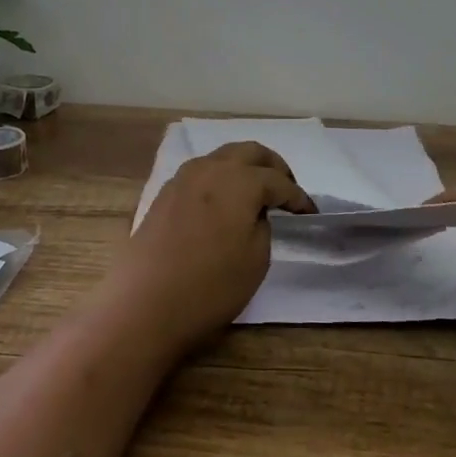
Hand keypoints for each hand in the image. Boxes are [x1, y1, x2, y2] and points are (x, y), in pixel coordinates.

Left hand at [108, 142, 314, 348]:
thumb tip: (253, 212)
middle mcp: (211, 168)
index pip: (278, 181)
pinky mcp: (164, 194)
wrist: (144, 304)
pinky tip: (224, 202)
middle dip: (273, 166)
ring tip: (256, 194)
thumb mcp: (256, 260)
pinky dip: (220, 179)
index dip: (298, 197)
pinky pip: (201, 173)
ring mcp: (183, 178)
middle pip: (249, 152)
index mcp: (239, 180)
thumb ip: (262, 225)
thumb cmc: (210, 286)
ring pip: (222, 157)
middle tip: (286, 189)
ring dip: (244, 168)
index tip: (311, 213)